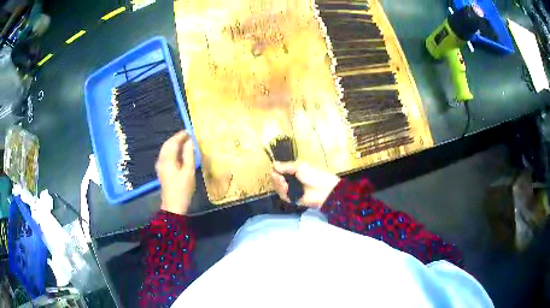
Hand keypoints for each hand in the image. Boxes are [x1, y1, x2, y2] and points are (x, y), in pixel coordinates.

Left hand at [156, 131, 195, 214]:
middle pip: (167, 144)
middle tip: (187, 135)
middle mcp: (161, 160)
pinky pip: (165, 155)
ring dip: (173, 143)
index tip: (190, 131)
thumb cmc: (183, 189)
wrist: (173, 205)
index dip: (181, 135)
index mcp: (168, 159)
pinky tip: (178, 152)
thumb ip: (189, 154)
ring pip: (165, 149)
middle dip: (176, 138)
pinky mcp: (161, 170)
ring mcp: (160, 165)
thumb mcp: (189, 171)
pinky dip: (171, 150)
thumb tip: (190, 141)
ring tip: (184, 142)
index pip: (173, 142)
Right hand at [271, 162, 339, 208]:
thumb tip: (273, 164)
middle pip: (277, 179)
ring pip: (278, 188)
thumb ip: (286, 166)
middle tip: (277, 176)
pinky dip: (282, 191)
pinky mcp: (293, 199)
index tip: (273, 169)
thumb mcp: (300, 167)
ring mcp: (292, 190)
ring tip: (282, 181)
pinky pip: (283, 196)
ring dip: (278, 184)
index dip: (275, 170)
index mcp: (294, 171)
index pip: (280, 170)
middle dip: (275, 177)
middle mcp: (291, 180)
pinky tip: (285, 187)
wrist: (326, 190)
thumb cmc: (315, 175)